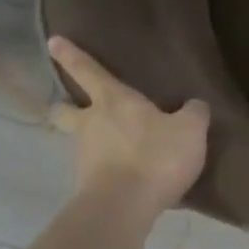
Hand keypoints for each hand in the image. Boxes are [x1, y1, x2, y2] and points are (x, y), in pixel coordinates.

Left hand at [47, 38, 208, 213]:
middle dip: (67, 107)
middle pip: (65, 110)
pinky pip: (96, 171)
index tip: (53, 42)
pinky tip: (127, 177)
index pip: (88, 71)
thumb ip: (193, 113)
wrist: (125, 207)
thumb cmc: (156, 156)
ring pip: (80, 142)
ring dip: (92, 142)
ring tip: (116, 150)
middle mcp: (91, 124)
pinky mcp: (87, 186)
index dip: (71, 55)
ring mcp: (84, 157)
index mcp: (113, 101)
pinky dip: (107, 170)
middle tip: (76, 108)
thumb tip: (194, 105)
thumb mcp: (190, 130)